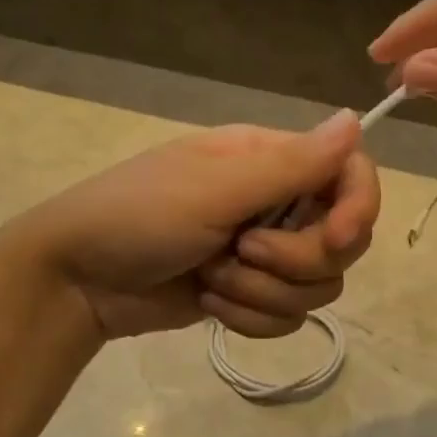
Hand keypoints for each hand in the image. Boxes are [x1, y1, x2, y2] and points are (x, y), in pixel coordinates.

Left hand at [12, 111, 380, 340]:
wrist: (78, 282)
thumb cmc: (137, 216)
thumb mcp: (213, 188)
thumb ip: (291, 164)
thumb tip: (356, 119)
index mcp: (270, 159)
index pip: (351, 174)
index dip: (358, 207)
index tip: (335, 239)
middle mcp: (277, 202)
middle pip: (343, 240)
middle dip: (295, 259)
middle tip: (242, 251)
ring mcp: (265, 253)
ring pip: (318, 286)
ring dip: (263, 293)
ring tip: (212, 278)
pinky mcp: (251, 295)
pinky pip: (288, 317)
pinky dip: (250, 318)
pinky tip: (209, 305)